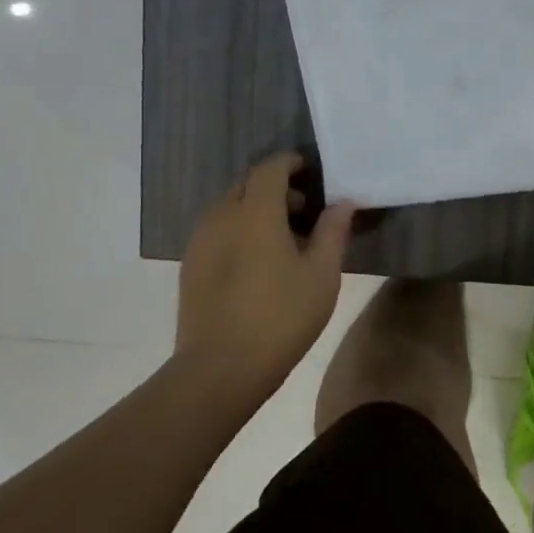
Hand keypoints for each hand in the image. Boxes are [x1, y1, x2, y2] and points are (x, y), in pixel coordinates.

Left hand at [173, 153, 356, 401]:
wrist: (219, 369)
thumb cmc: (280, 317)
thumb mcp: (321, 275)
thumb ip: (333, 231)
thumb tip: (343, 203)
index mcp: (255, 212)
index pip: (270, 168)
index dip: (291, 163)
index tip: (312, 171)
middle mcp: (222, 217)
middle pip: (248, 185)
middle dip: (276, 187)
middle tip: (305, 210)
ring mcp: (200, 242)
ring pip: (230, 208)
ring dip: (257, 209)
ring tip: (284, 239)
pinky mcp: (190, 266)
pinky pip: (218, 230)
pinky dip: (240, 229)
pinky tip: (258, 261)